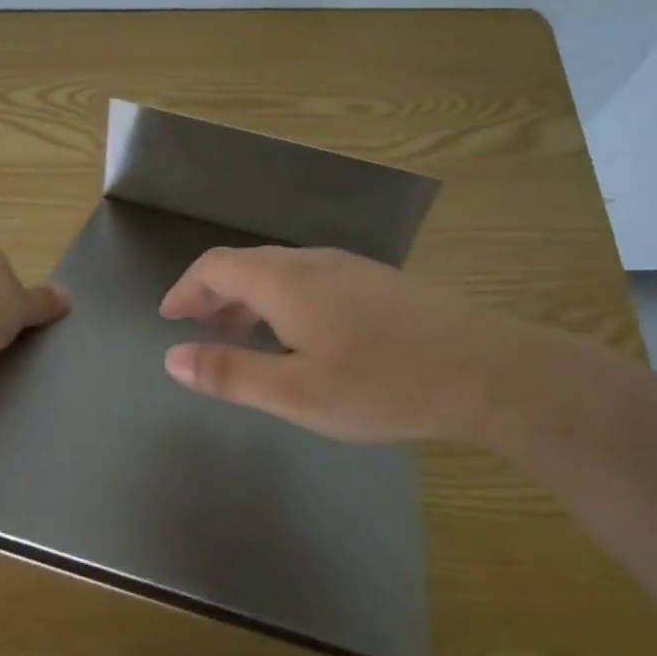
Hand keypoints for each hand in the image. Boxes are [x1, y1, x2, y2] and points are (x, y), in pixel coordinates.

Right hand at [159, 246, 500, 443]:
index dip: (186, 288)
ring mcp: (351, 268)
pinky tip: (299, 335)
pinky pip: (311, 279)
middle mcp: (314, 262)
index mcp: (285, 281)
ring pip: (281, 271)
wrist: (488, 370)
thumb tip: (173, 358)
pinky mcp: (379, 282)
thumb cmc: (383, 384)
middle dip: (213, 293)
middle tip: (198, 329)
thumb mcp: (296, 393)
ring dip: (249, 297)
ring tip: (240, 334)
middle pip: (247, 264)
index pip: (216, 266)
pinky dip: (282, 299)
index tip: (169, 317)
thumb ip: (230, 374)